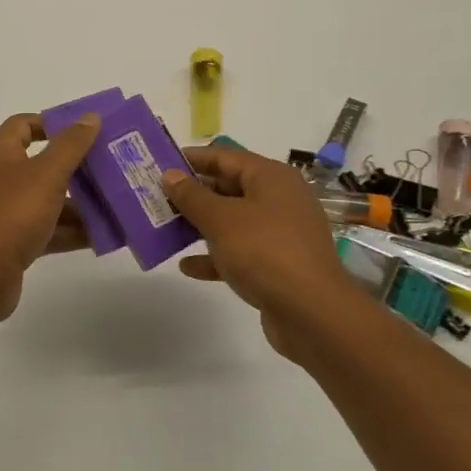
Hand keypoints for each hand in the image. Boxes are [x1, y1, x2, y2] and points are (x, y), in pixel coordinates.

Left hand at [0, 112, 100, 323]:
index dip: (52, 123)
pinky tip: (103, 237)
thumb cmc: (12, 214)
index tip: (85, 131)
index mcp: (1, 154)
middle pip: (42, 164)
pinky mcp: (14, 243)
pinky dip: (72, 231)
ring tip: (116, 204)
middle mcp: (1, 179)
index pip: (23, 125)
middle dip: (77, 167)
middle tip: (112, 168)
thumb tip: (90, 116)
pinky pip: (48, 230)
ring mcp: (6, 213)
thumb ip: (71, 145)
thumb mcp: (47, 174)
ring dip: (80, 203)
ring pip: (49, 200)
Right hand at [162, 146, 374, 354]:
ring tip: (166, 229)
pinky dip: (216, 256)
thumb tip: (170, 175)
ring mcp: (281, 233)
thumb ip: (192, 196)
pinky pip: (240, 252)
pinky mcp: (278, 264)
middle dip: (193, 195)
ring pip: (233, 221)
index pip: (225, 157)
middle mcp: (279, 199)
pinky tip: (188, 267)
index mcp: (271, 177)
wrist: (313, 313)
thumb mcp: (221, 219)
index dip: (192, 159)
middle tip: (157, 198)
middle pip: (229, 188)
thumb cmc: (264, 252)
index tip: (159, 164)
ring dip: (201, 226)